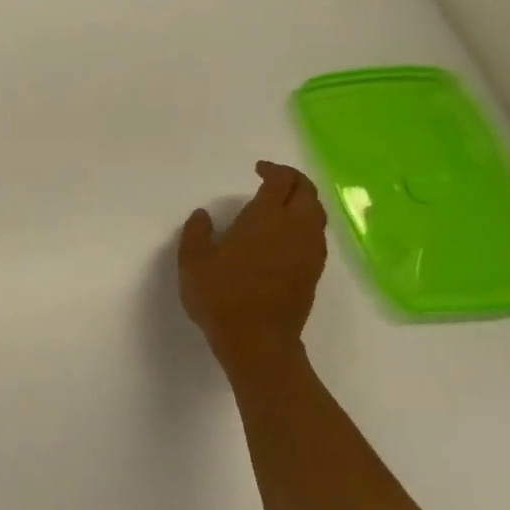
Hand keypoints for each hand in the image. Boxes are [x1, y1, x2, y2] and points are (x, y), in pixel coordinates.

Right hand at [177, 160, 328, 374]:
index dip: (272, 170)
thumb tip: (203, 215)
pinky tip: (285, 235)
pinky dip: (304, 223)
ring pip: (316, 213)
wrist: (257, 340)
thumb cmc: (220, 296)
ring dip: (302, 201)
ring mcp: (309, 251)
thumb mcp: (193, 261)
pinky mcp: (314, 270)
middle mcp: (295, 228)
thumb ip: (197, 233)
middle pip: (307, 192)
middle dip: (292, 180)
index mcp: (266, 218)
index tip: (258, 170)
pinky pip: (315, 234)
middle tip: (272, 181)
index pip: (282, 181)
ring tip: (280, 206)